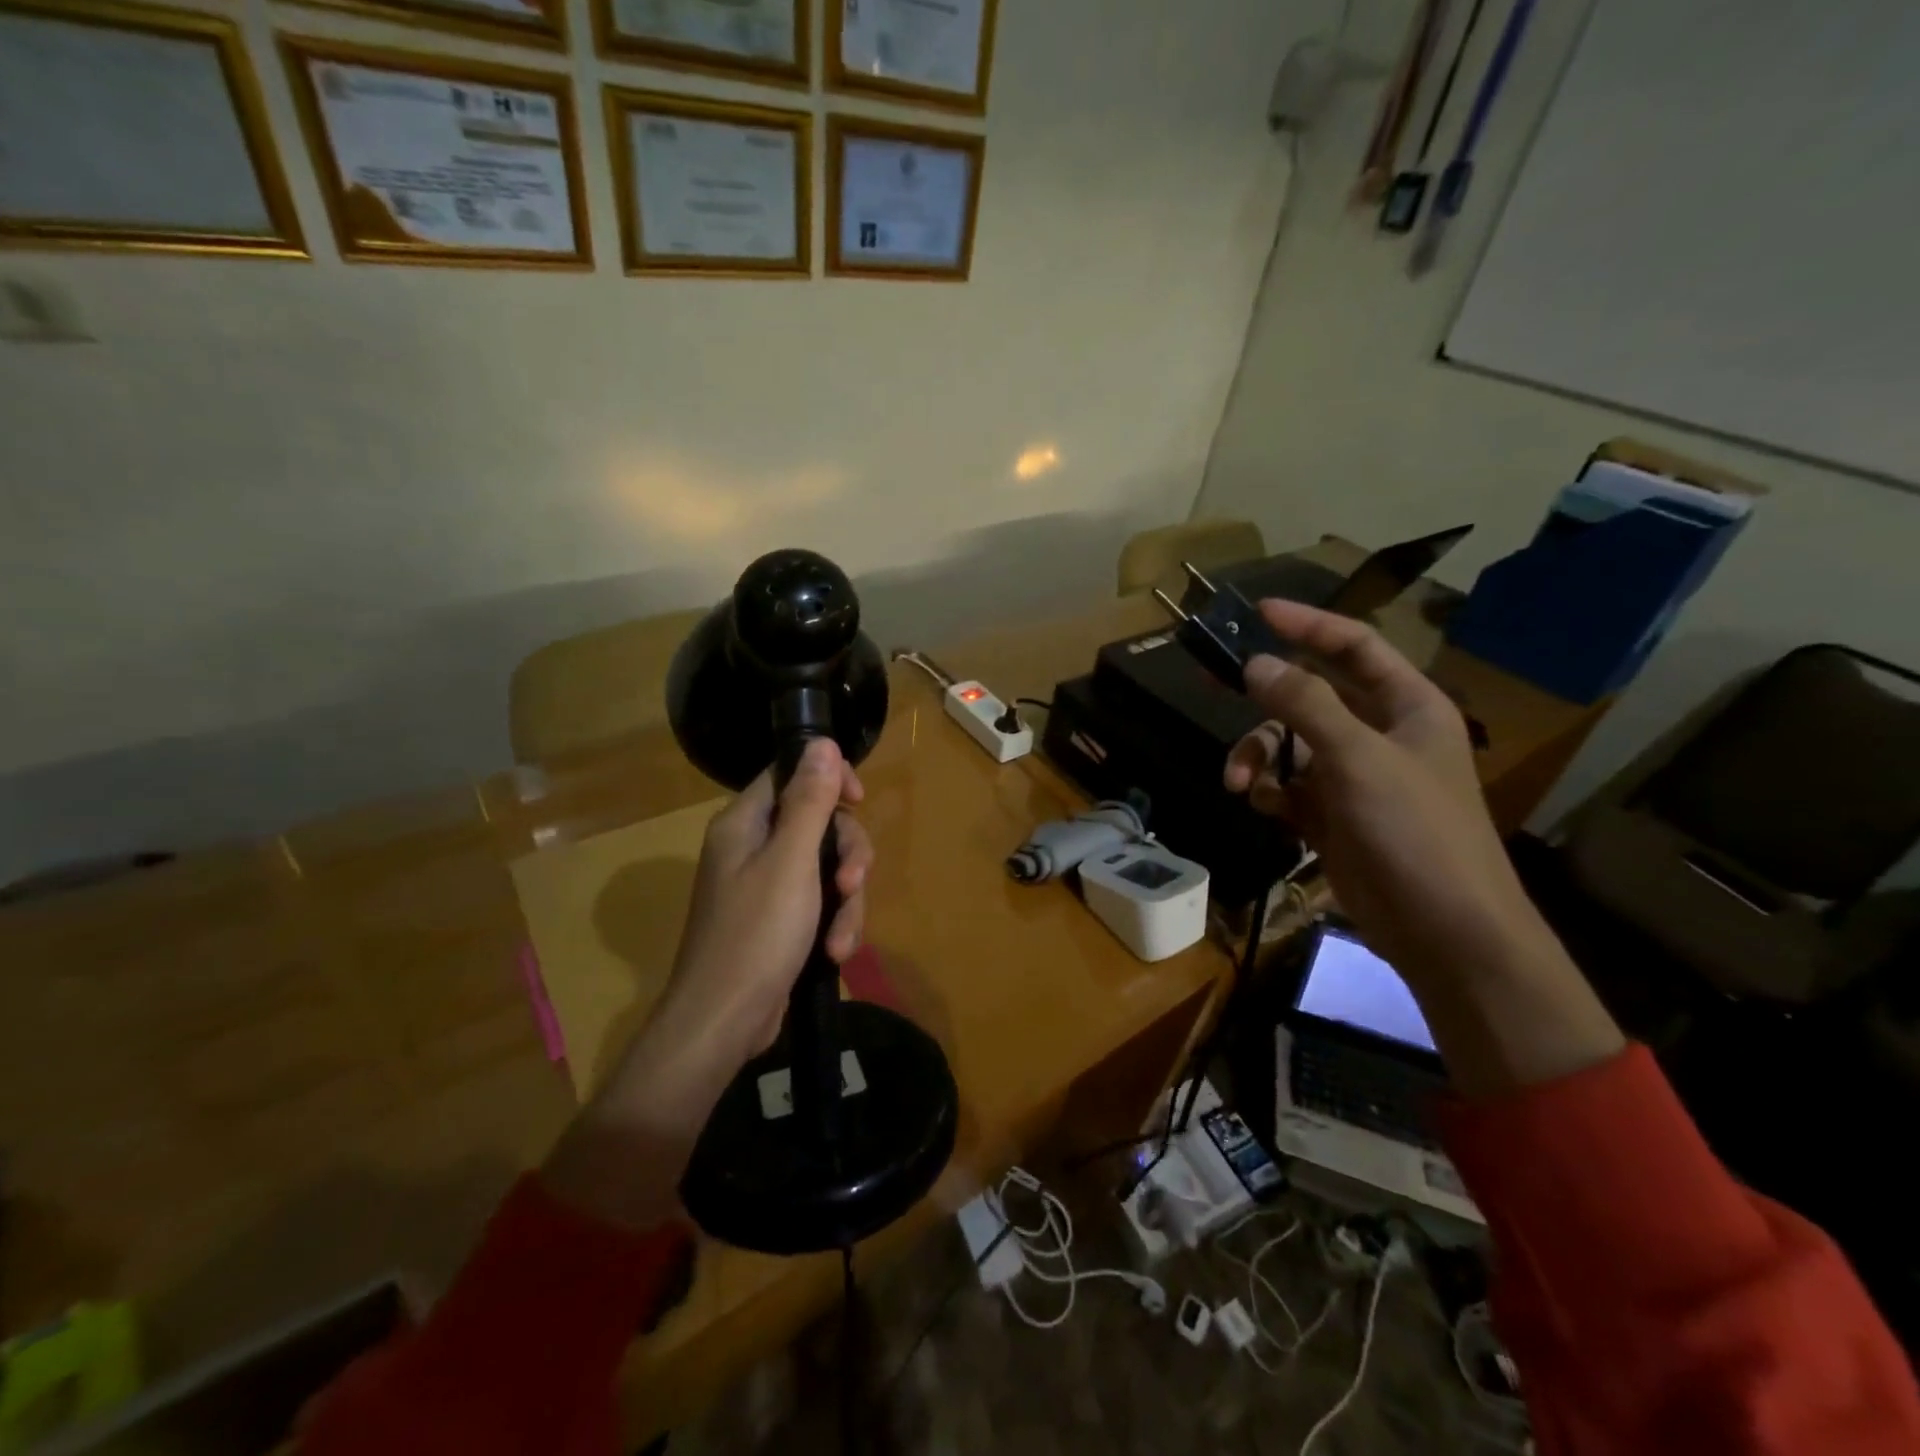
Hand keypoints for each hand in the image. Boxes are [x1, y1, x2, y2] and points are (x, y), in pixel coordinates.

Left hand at [542, 739, 871, 1228]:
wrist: (723, 1023)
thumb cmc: (755, 935)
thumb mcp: (791, 862)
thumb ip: (810, 801)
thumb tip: (821, 741)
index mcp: (744, 824)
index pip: (790, 775)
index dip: (829, 781)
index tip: (859, 801)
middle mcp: (752, 848)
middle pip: (818, 825)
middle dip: (845, 855)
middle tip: (854, 881)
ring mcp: (765, 887)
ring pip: (826, 869)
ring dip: (846, 902)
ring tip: (841, 940)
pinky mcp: (779, 922)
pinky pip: (820, 904)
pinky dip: (833, 925)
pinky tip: (835, 954)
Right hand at [1223, 600, 1552, 989]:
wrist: (1442, 930)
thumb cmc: (1414, 832)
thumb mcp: (1358, 758)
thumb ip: (1305, 704)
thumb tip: (1254, 662)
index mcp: (1407, 706)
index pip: (1354, 647)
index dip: (1308, 625)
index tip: (1258, 611)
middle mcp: (1379, 734)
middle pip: (1309, 695)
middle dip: (1263, 695)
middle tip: (1211, 679)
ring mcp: (1353, 778)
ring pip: (1288, 745)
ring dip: (1257, 756)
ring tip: (1239, 783)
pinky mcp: (1331, 816)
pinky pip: (1286, 786)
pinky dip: (1267, 791)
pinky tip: (1259, 805)